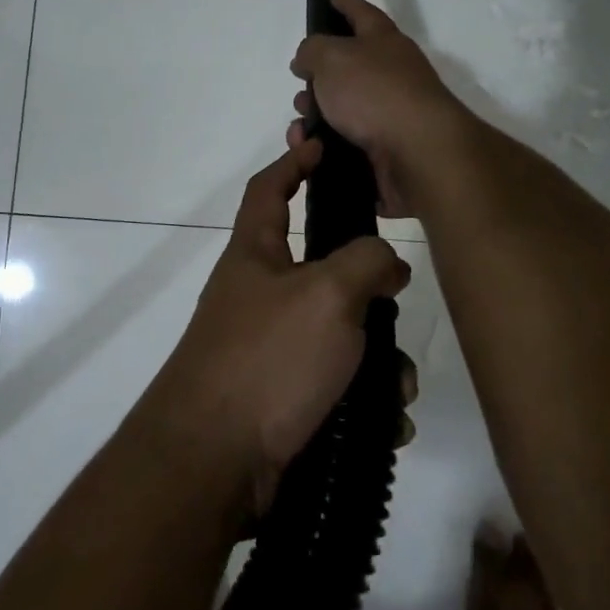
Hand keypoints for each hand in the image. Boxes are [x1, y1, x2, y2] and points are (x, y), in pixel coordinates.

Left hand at [141, 138, 411, 516]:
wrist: (213, 463)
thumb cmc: (267, 359)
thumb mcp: (328, 294)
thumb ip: (367, 262)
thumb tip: (386, 264)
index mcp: (254, 256)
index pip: (268, 189)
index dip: (294, 162)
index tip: (322, 146)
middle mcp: (257, 297)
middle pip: (321, 271)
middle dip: (366, 290)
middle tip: (396, 303)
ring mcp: (266, 351)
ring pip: (338, 336)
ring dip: (376, 360)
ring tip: (396, 388)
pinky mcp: (279, 400)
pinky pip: (335, 386)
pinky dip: (364, 401)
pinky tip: (384, 424)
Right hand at [288, 0, 469, 217]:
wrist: (418, 153)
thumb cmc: (375, 93)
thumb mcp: (332, 57)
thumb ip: (312, 50)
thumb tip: (307, 61)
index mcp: (383, 42)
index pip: (361, 13)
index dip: (345, 2)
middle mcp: (390, 74)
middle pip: (347, 67)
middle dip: (317, 76)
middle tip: (300, 83)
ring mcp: (389, 114)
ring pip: (341, 108)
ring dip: (314, 115)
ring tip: (300, 128)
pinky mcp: (384, 150)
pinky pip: (343, 143)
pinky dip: (322, 145)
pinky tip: (309, 150)